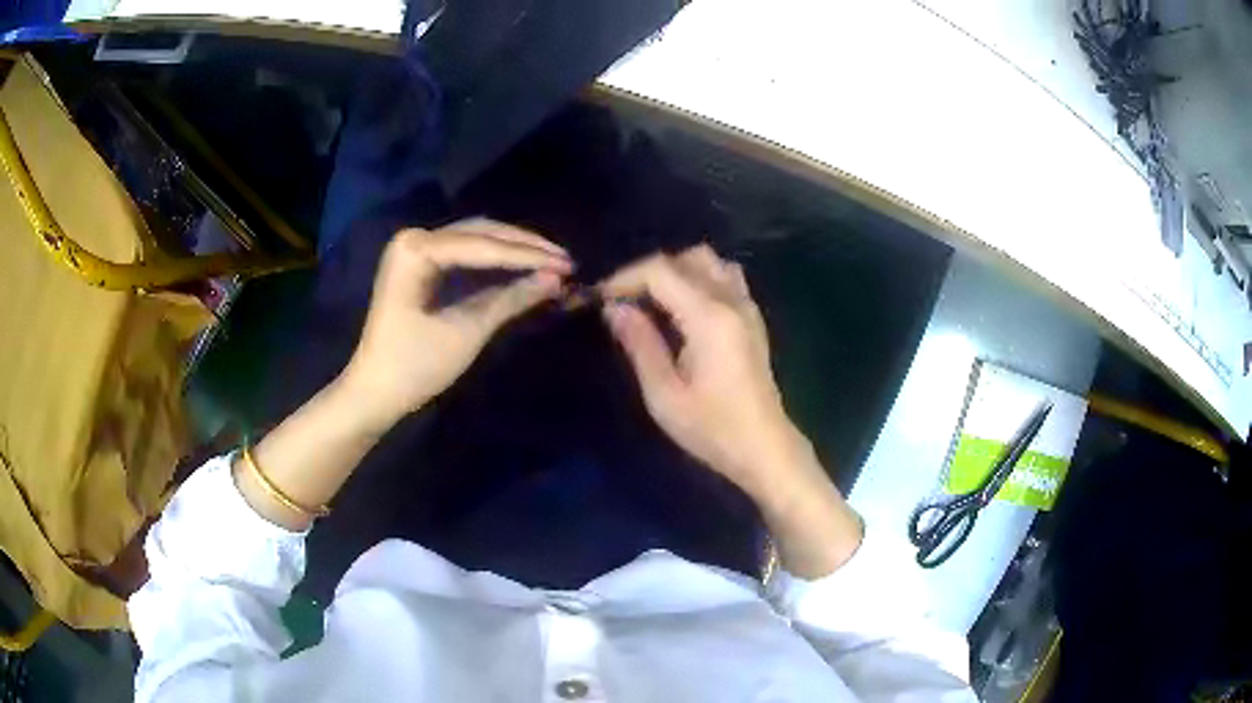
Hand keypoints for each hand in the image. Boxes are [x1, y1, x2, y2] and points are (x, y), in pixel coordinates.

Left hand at [342, 220, 571, 426]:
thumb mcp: (467, 331)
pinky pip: (466, 253)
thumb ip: (511, 299)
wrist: (374, 392)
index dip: (528, 255)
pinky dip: (496, 260)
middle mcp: (415, 238)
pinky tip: (523, 267)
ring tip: (552, 261)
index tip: (568, 264)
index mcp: (416, 250)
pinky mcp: (421, 265)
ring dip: (513, 249)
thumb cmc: (414, 366)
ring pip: (476, 239)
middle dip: (524, 246)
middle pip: (480, 232)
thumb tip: (557, 279)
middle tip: (565, 260)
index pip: (482, 245)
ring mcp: (416, 249)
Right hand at [598, 245, 809, 497]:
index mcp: (709, 317)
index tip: (602, 299)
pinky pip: (725, 277)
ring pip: (709, 262)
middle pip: (686, 258)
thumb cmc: (712, 428)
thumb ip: (639, 344)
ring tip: (653, 302)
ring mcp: (747, 307)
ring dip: (677, 271)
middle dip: (649, 272)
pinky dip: (699, 279)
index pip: (661, 271)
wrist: (764, 447)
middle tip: (624, 301)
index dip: (626, 277)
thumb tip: (614, 308)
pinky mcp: (753, 318)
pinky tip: (684, 309)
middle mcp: (731, 301)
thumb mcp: (664, 394)